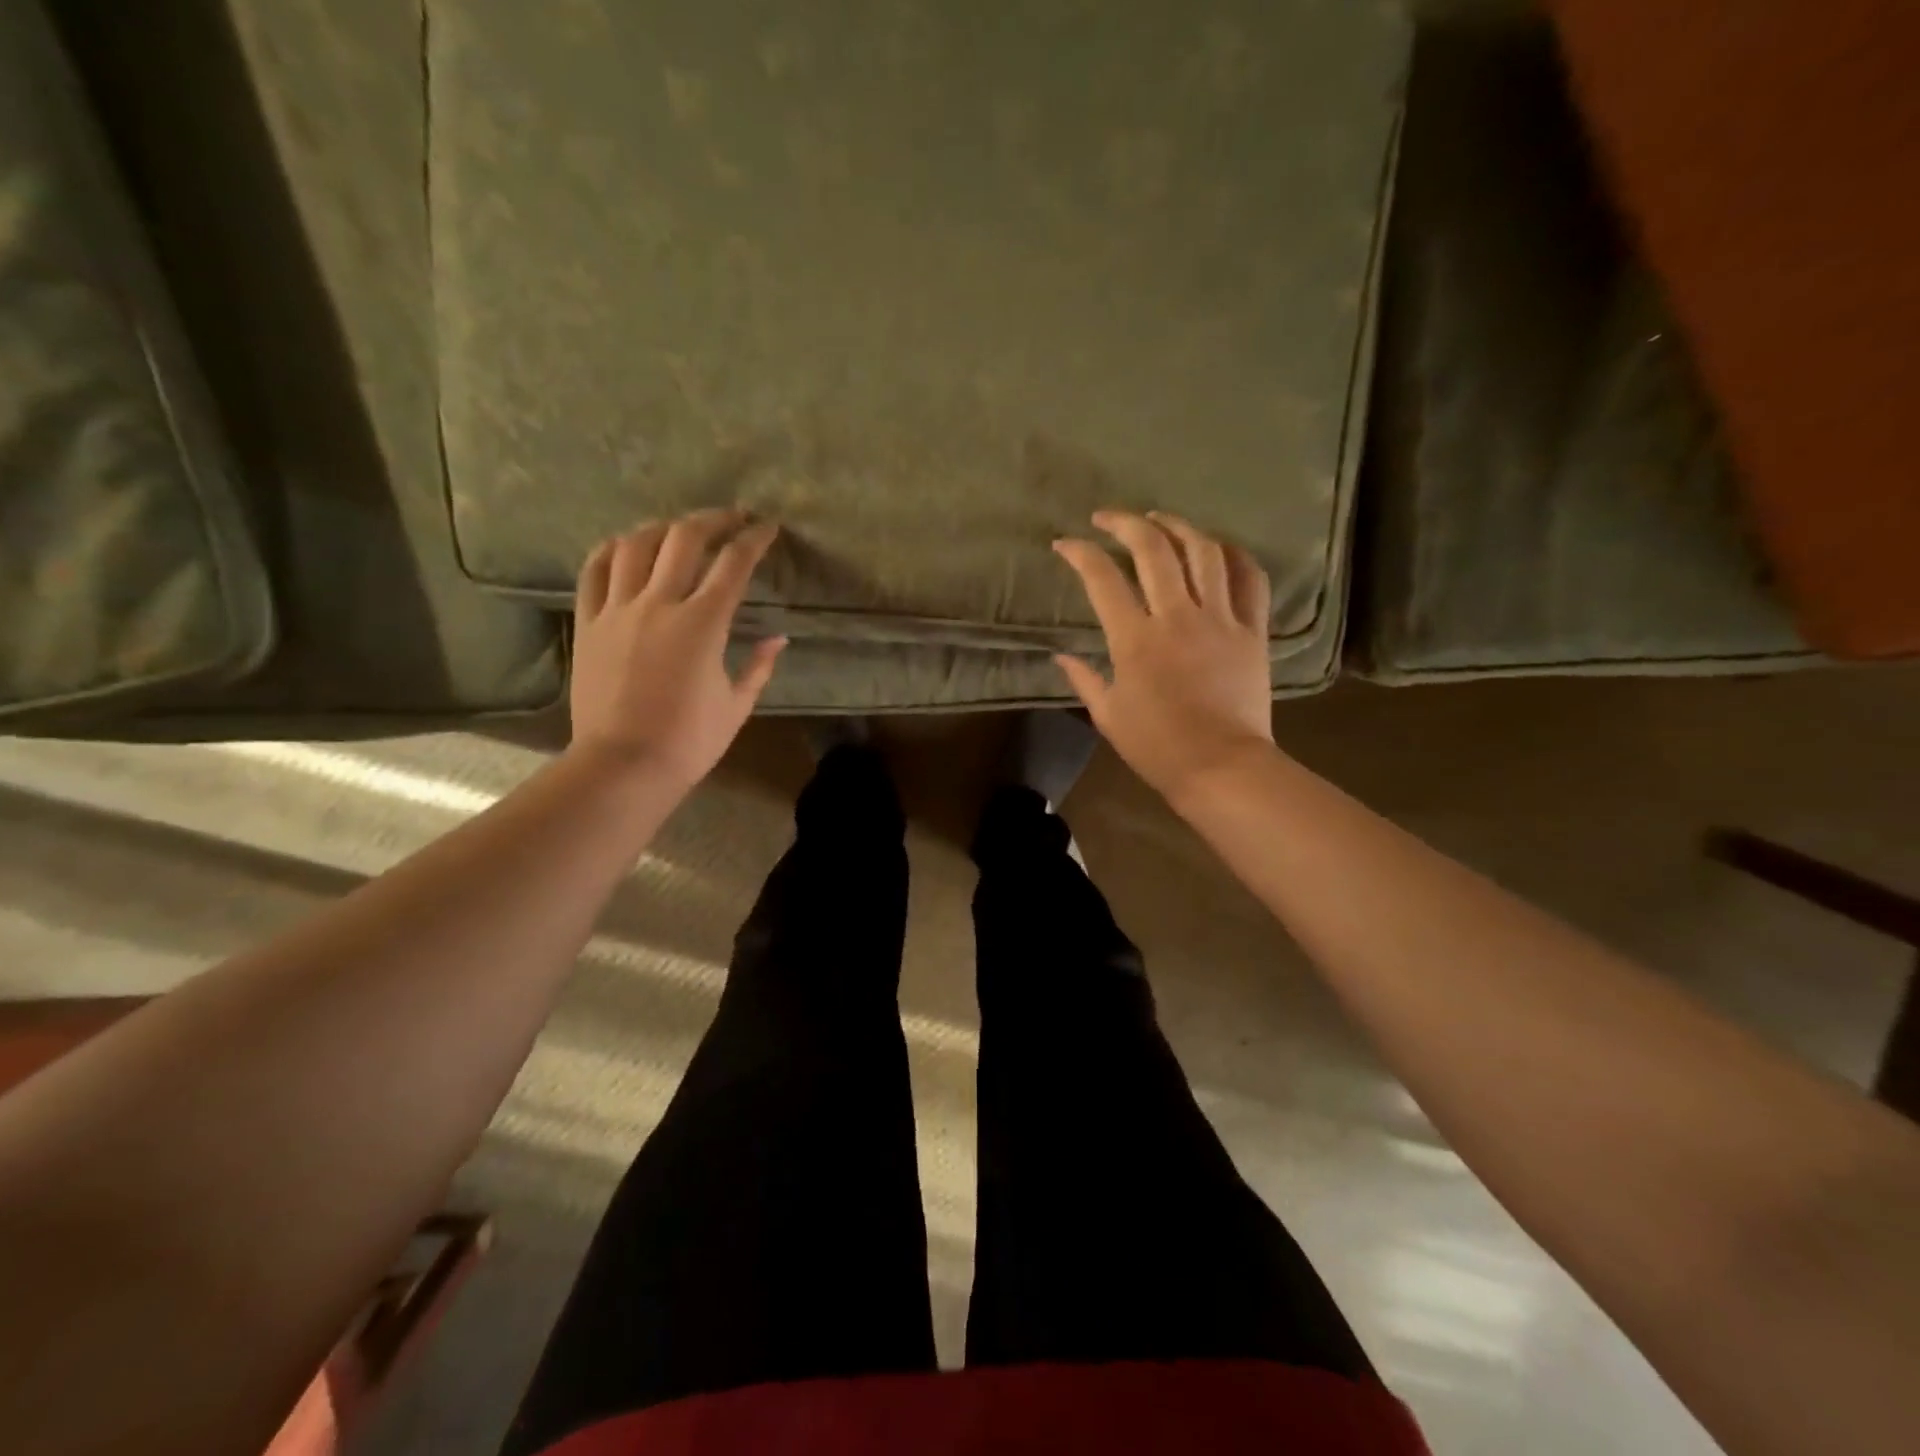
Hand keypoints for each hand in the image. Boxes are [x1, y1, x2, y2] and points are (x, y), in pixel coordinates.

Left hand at [568, 509, 786, 792]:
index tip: (767, 528)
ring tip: (679, 530)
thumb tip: (779, 639)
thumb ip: (759, 666)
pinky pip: (594, 570)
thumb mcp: (737, 705)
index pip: (733, 564)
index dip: (754, 539)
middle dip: (713, 519)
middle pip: (684, 538)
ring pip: (636, 544)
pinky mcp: (589, 623)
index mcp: (703, 624)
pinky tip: (625, 546)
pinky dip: (612, 549)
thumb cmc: (689, 741)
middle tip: (731, 518)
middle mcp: (659, 603)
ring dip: (663, 527)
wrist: (624, 765)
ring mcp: (618, 610)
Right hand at [1053, 510, 1275, 806]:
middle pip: (1153, 550)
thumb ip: (1084, 679)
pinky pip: (1250, 579)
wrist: (1221, 767)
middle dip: (1125, 523)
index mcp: (1135, 639)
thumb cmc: (1157, 747)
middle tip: (1108, 518)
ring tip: (1161, 519)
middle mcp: (1177, 617)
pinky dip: (1234, 555)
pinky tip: (1218, 547)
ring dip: (1179, 526)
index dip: (1080, 554)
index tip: (1065, 544)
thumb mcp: (1108, 716)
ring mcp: (1220, 620)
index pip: (1102, 579)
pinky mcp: (1253, 631)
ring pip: (1203, 552)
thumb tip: (1062, 656)